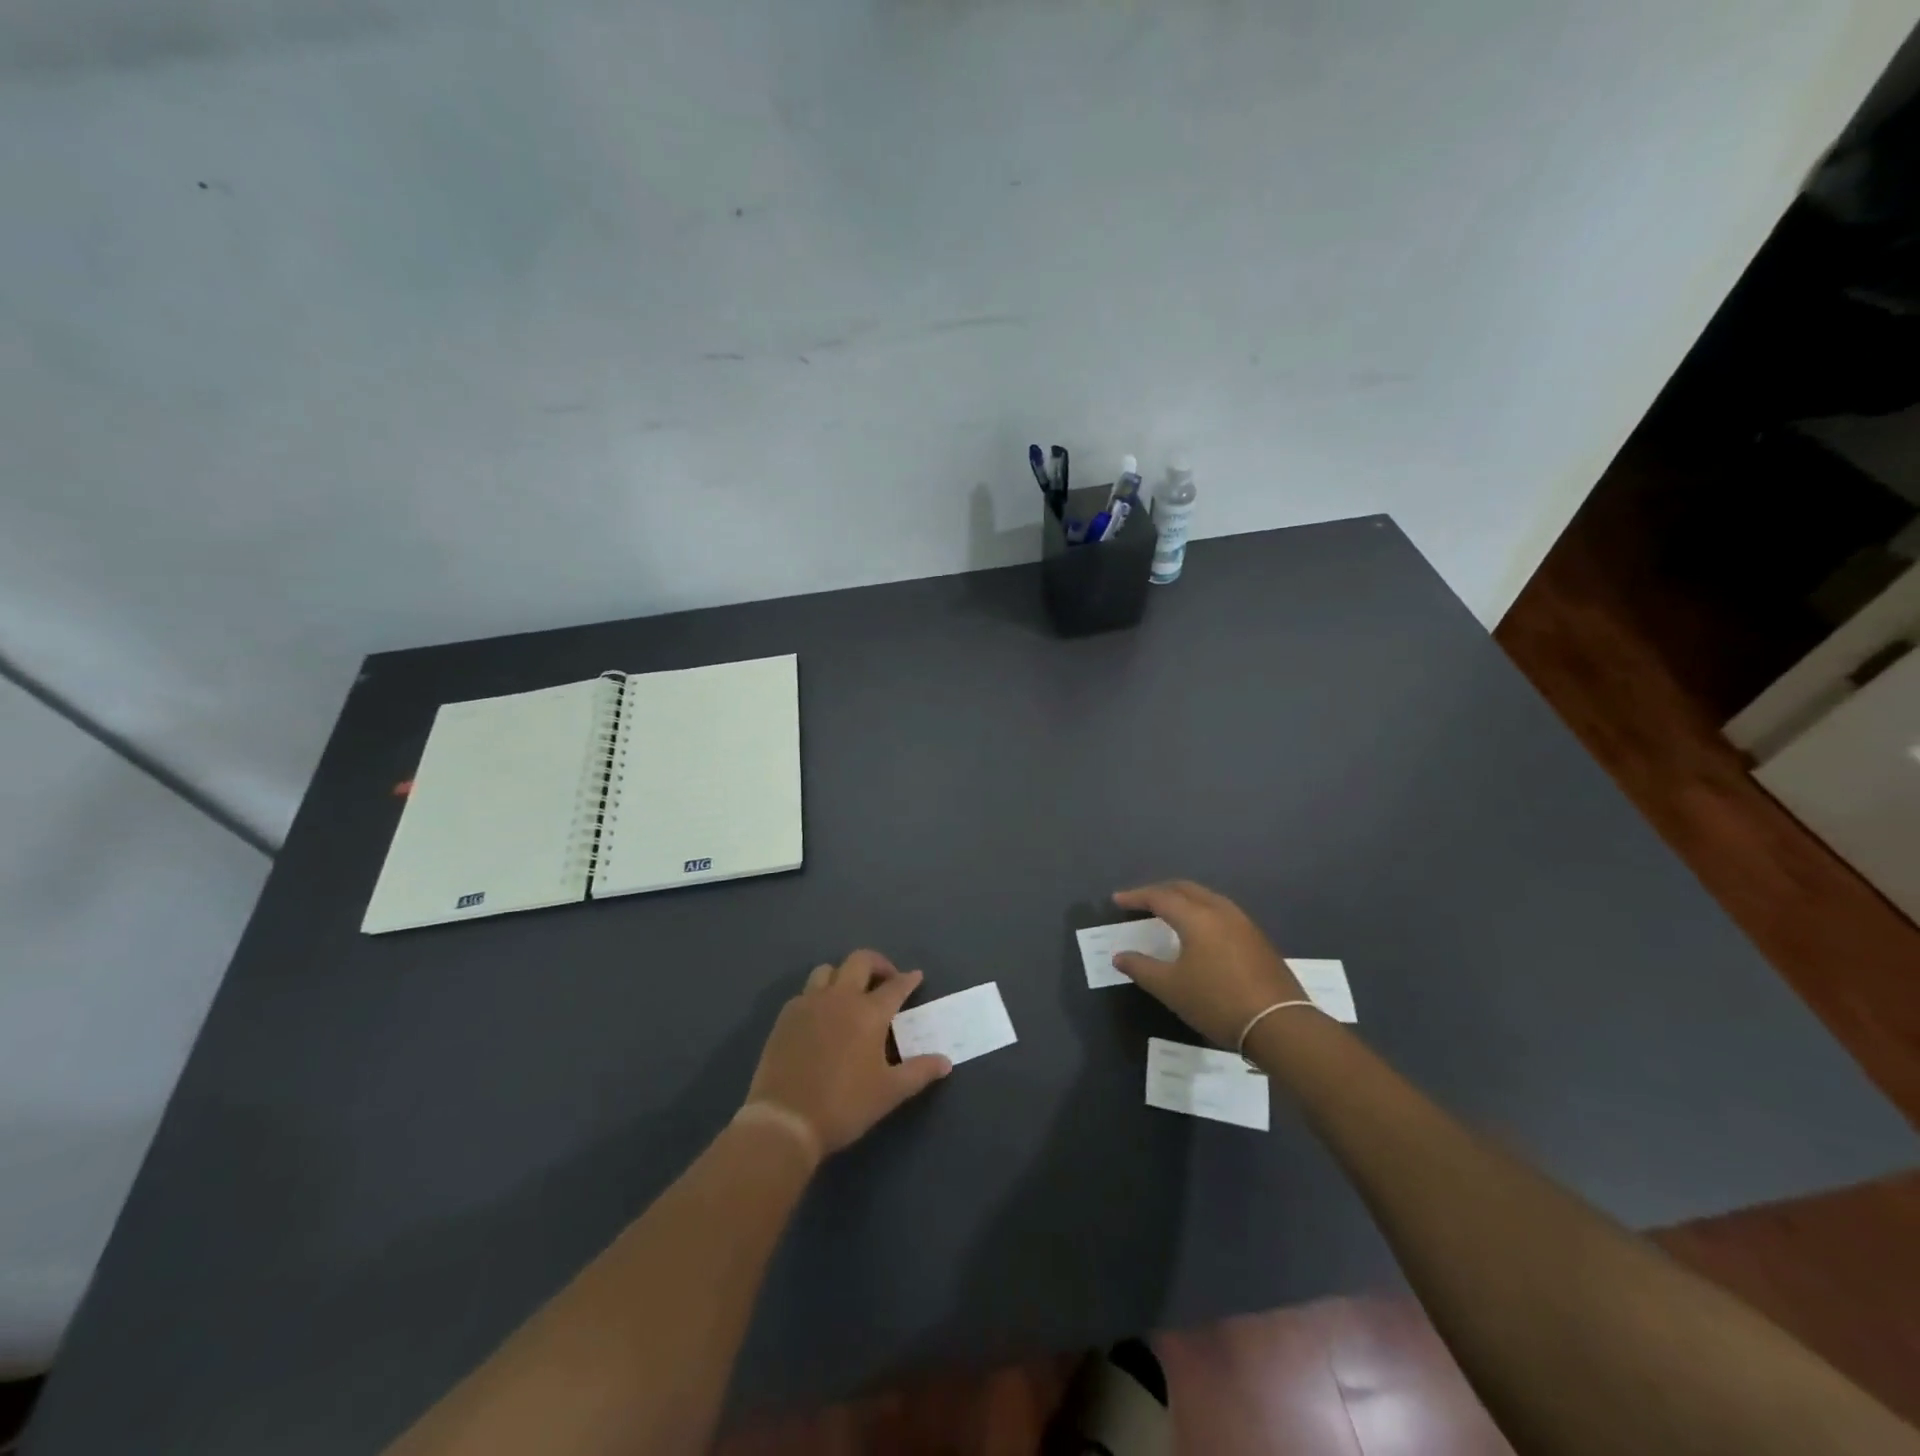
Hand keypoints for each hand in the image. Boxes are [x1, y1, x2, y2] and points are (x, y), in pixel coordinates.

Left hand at [744, 949, 951, 1158]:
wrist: (785, 1120)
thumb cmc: (844, 1105)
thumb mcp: (889, 1092)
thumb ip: (919, 1072)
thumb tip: (946, 1062)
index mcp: (869, 1012)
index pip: (895, 986)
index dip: (908, 980)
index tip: (916, 977)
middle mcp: (840, 997)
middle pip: (860, 961)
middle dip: (878, 964)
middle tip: (886, 980)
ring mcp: (809, 1003)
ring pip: (828, 970)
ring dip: (844, 974)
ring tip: (851, 994)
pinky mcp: (786, 1016)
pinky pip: (805, 992)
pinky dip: (819, 995)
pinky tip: (822, 1016)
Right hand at [1110, 880, 1306, 1046]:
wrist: (1280, 1025)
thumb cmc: (1217, 1002)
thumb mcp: (1171, 988)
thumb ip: (1141, 968)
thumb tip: (1120, 956)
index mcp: (1196, 917)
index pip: (1160, 896)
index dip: (1136, 897)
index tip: (1117, 900)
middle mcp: (1221, 911)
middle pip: (1185, 889)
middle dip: (1160, 891)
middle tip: (1140, 901)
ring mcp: (1243, 923)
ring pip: (1207, 898)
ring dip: (1183, 900)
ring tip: (1167, 913)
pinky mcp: (1257, 939)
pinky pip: (1221, 912)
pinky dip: (1201, 912)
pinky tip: (1198, 932)